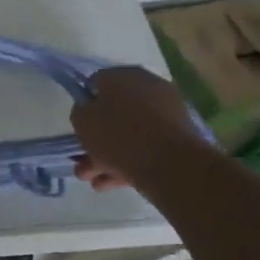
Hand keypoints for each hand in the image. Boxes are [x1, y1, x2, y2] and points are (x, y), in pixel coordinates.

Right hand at [70, 66, 202, 190]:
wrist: (172, 165)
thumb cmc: (119, 135)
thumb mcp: (82, 120)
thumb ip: (81, 111)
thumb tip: (89, 110)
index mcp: (123, 75)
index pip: (96, 83)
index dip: (85, 103)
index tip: (79, 123)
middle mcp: (148, 87)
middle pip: (115, 112)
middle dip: (96, 137)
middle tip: (82, 158)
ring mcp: (167, 113)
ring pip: (130, 133)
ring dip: (108, 155)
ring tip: (92, 180)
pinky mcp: (180, 139)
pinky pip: (147, 147)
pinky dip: (129, 162)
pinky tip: (111, 183)